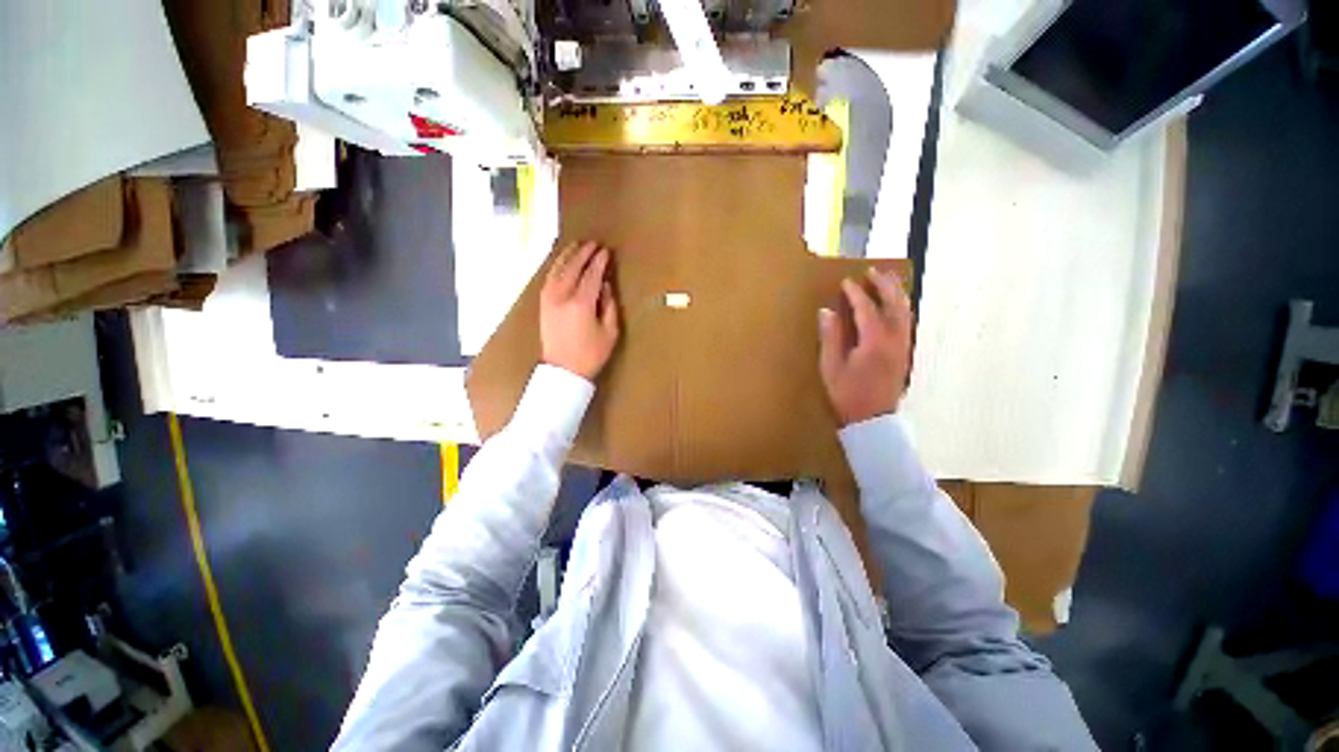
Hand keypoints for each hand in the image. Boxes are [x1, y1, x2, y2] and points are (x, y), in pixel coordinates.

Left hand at [541, 241, 619, 379]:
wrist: (563, 371)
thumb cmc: (591, 354)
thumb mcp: (609, 332)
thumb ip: (609, 305)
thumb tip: (606, 285)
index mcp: (581, 304)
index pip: (591, 275)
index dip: (599, 262)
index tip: (606, 251)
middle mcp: (562, 296)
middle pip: (572, 267)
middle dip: (583, 253)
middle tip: (593, 243)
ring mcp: (549, 299)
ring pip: (557, 269)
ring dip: (568, 255)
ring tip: (577, 246)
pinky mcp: (543, 304)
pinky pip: (549, 278)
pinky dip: (556, 266)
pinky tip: (562, 262)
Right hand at [818, 267, 913, 425]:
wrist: (873, 421)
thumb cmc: (848, 395)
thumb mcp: (831, 367)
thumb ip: (831, 337)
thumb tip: (827, 312)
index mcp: (874, 342)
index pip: (867, 309)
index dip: (856, 293)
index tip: (846, 282)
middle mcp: (894, 340)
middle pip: (895, 304)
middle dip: (885, 285)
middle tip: (873, 271)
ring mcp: (903, 346)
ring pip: (905, 312)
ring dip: (896, 293)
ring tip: (887, 280)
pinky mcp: (905, 353)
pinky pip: (907, 322)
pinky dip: (901, 307)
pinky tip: (894, 306)